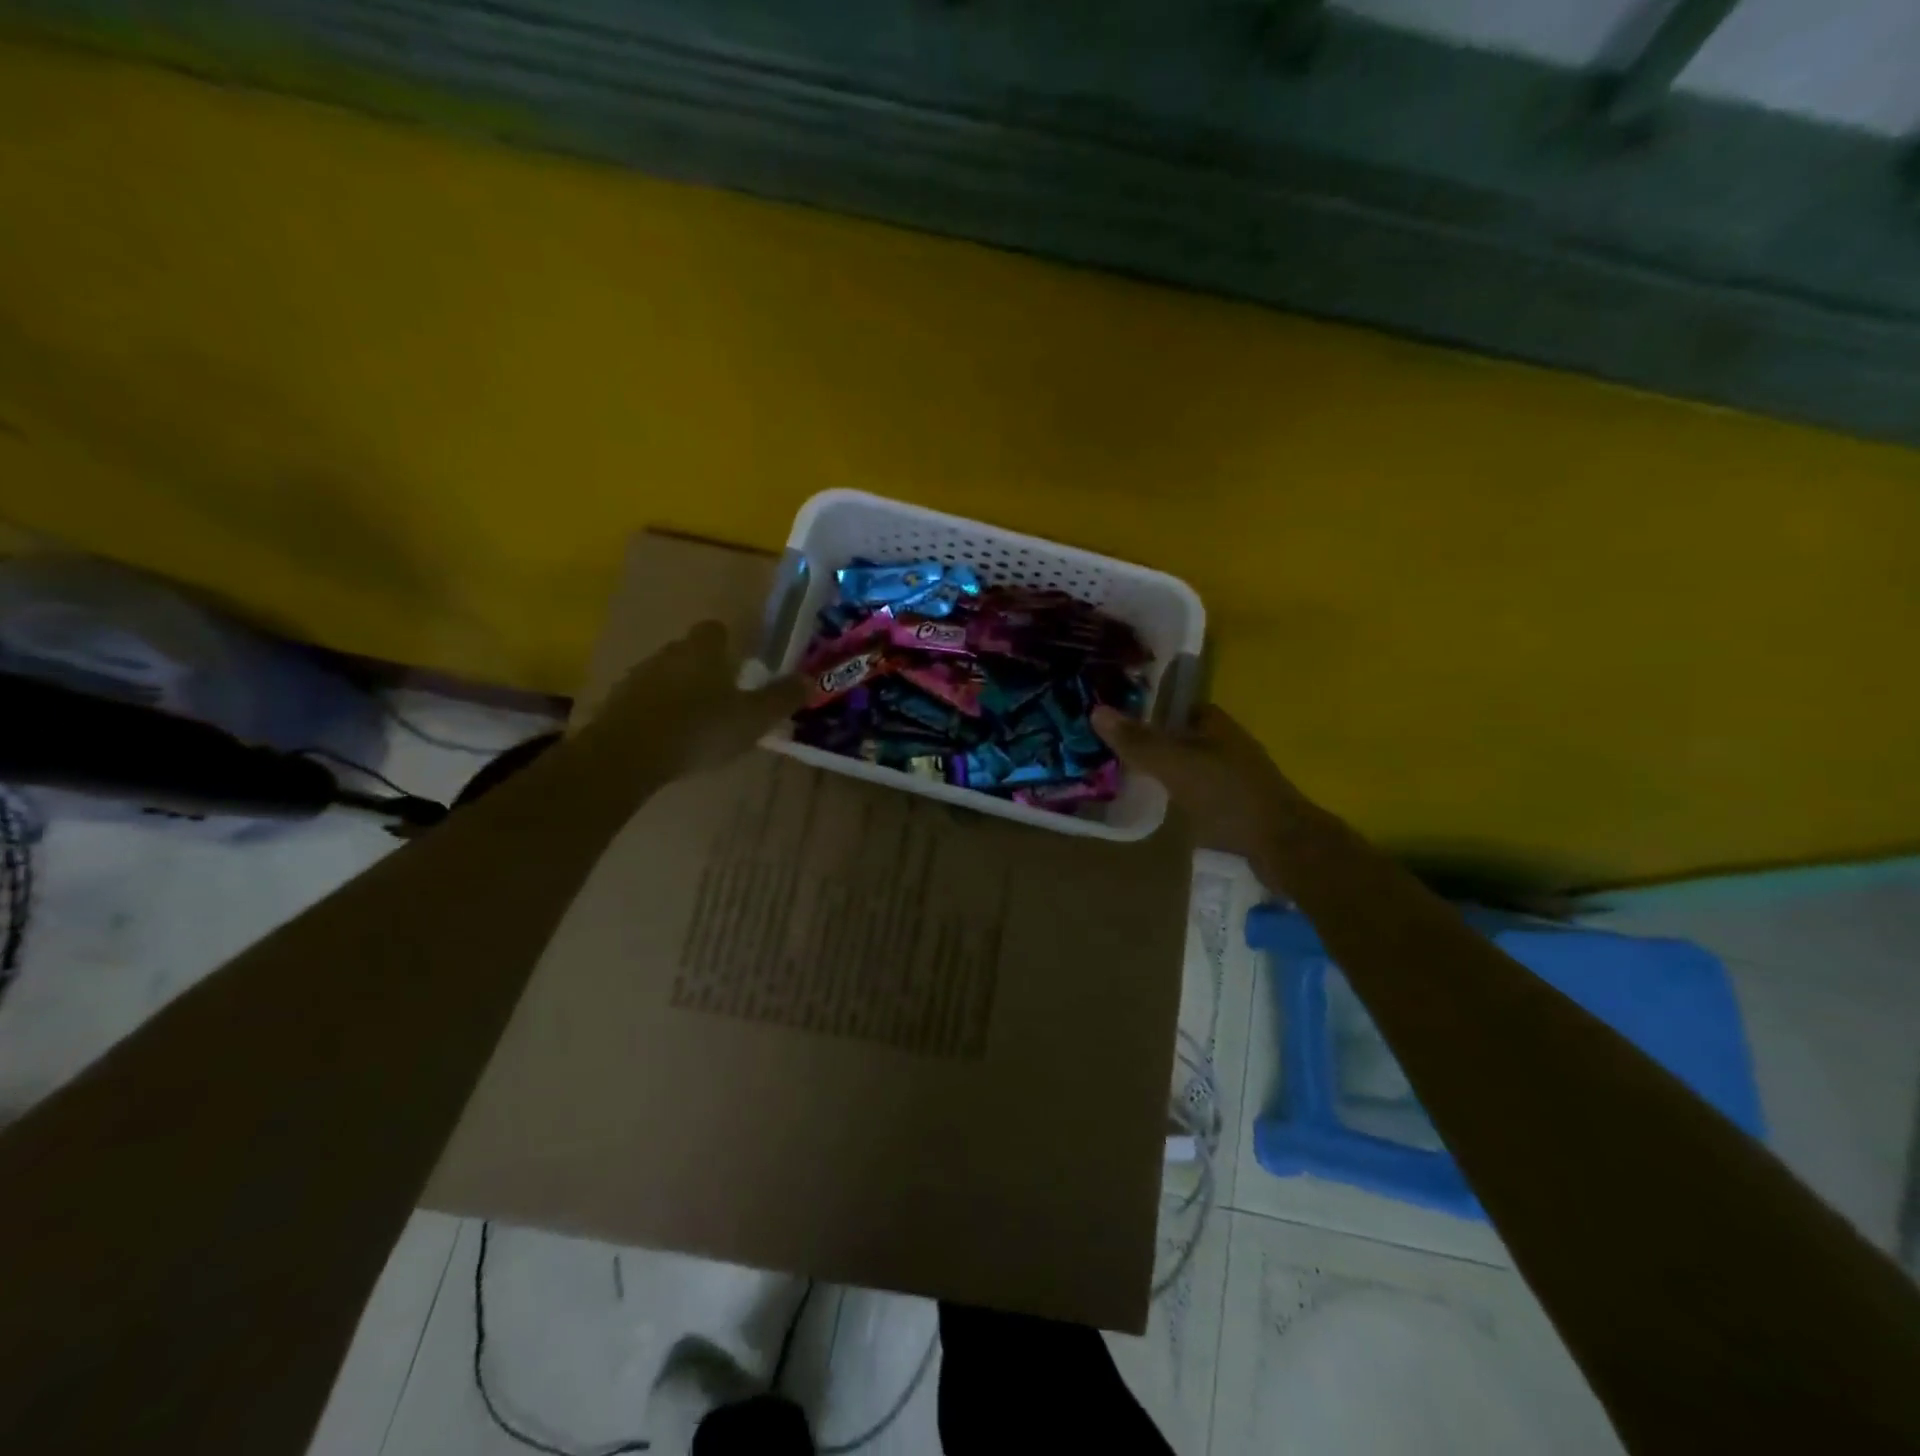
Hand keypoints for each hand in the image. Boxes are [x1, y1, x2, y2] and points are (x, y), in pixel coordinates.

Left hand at [585, 622, 803, 781]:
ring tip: (698, 722)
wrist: (628, 754)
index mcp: (703, 650)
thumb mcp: (753, 718)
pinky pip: (645, 701)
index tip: (741, 664)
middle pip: (690, 652)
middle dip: (706, 669)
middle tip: (726, 697)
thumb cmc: (700, 728)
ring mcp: (638, 677)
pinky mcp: (618, 703)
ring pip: (667, 676)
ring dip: (681, 691)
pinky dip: (659, 712)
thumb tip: (809, 679)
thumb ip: (781, 698)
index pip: (716, 630)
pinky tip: (669, 738)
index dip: (729, 643)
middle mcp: (669, 653)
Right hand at [1092, 704, 1312, 856]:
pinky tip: (1156, 803)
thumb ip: (1137, 740)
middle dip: (1150, 739)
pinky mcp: (1234, 806)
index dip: (1146, 707)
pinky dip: (1175, 792)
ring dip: (1162, 768)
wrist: (1281, 845)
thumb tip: (1096, 710)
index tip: (1114, 716)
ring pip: (1187, 764)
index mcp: (1215, 723)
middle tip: (1110, 748)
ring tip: (1125, 774)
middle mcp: (1225, 743)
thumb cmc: (1227, 795)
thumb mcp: (1175, 764)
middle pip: (1179, 735)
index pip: (1174, 704)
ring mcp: (1232, 775)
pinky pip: (1195, 790)